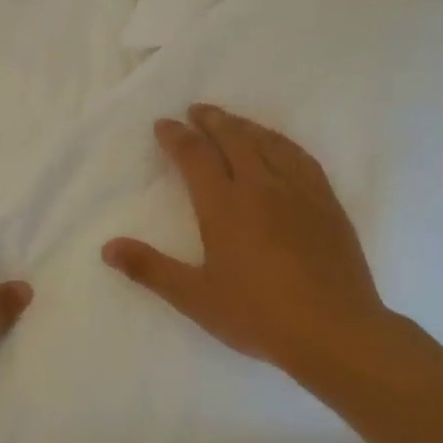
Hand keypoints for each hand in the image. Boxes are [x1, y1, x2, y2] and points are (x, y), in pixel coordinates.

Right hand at [103, 104, 397, 383]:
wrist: (335, 332)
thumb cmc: (258, 315)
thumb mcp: (195, 298)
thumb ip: (150, 269)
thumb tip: (108, 247)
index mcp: (224, 205)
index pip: (195, 156)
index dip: (176, 137)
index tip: (164, 124)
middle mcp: (260, 186)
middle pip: (233, 138)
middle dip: (211, 120)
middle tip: (196, 110)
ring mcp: (298, 191)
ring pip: (268, 143)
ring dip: (244, 125)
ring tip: (231, 120)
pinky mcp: (326, 203)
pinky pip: (301, 157)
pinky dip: (281, 142)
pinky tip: (279, 145)